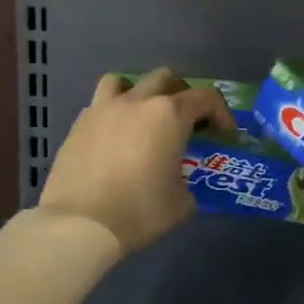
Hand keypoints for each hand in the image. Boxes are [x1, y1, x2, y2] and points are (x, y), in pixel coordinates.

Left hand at [37, 69, 236, 253]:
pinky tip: (115, 139)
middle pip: (166, 79)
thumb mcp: (181, 202)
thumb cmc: (140, 210)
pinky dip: (114, 114)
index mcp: (169, 115)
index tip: (224, 135)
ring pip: (125, 82)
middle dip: (183, 96)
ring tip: (144, 119)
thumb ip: (186, 182)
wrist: (80, 224)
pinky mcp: (79, 125)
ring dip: (141, 94)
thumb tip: (178, 182)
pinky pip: (101, 105)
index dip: (222, 113)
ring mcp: (104, 109)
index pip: (206, 98)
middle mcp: (137, 102)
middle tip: (186, 123)